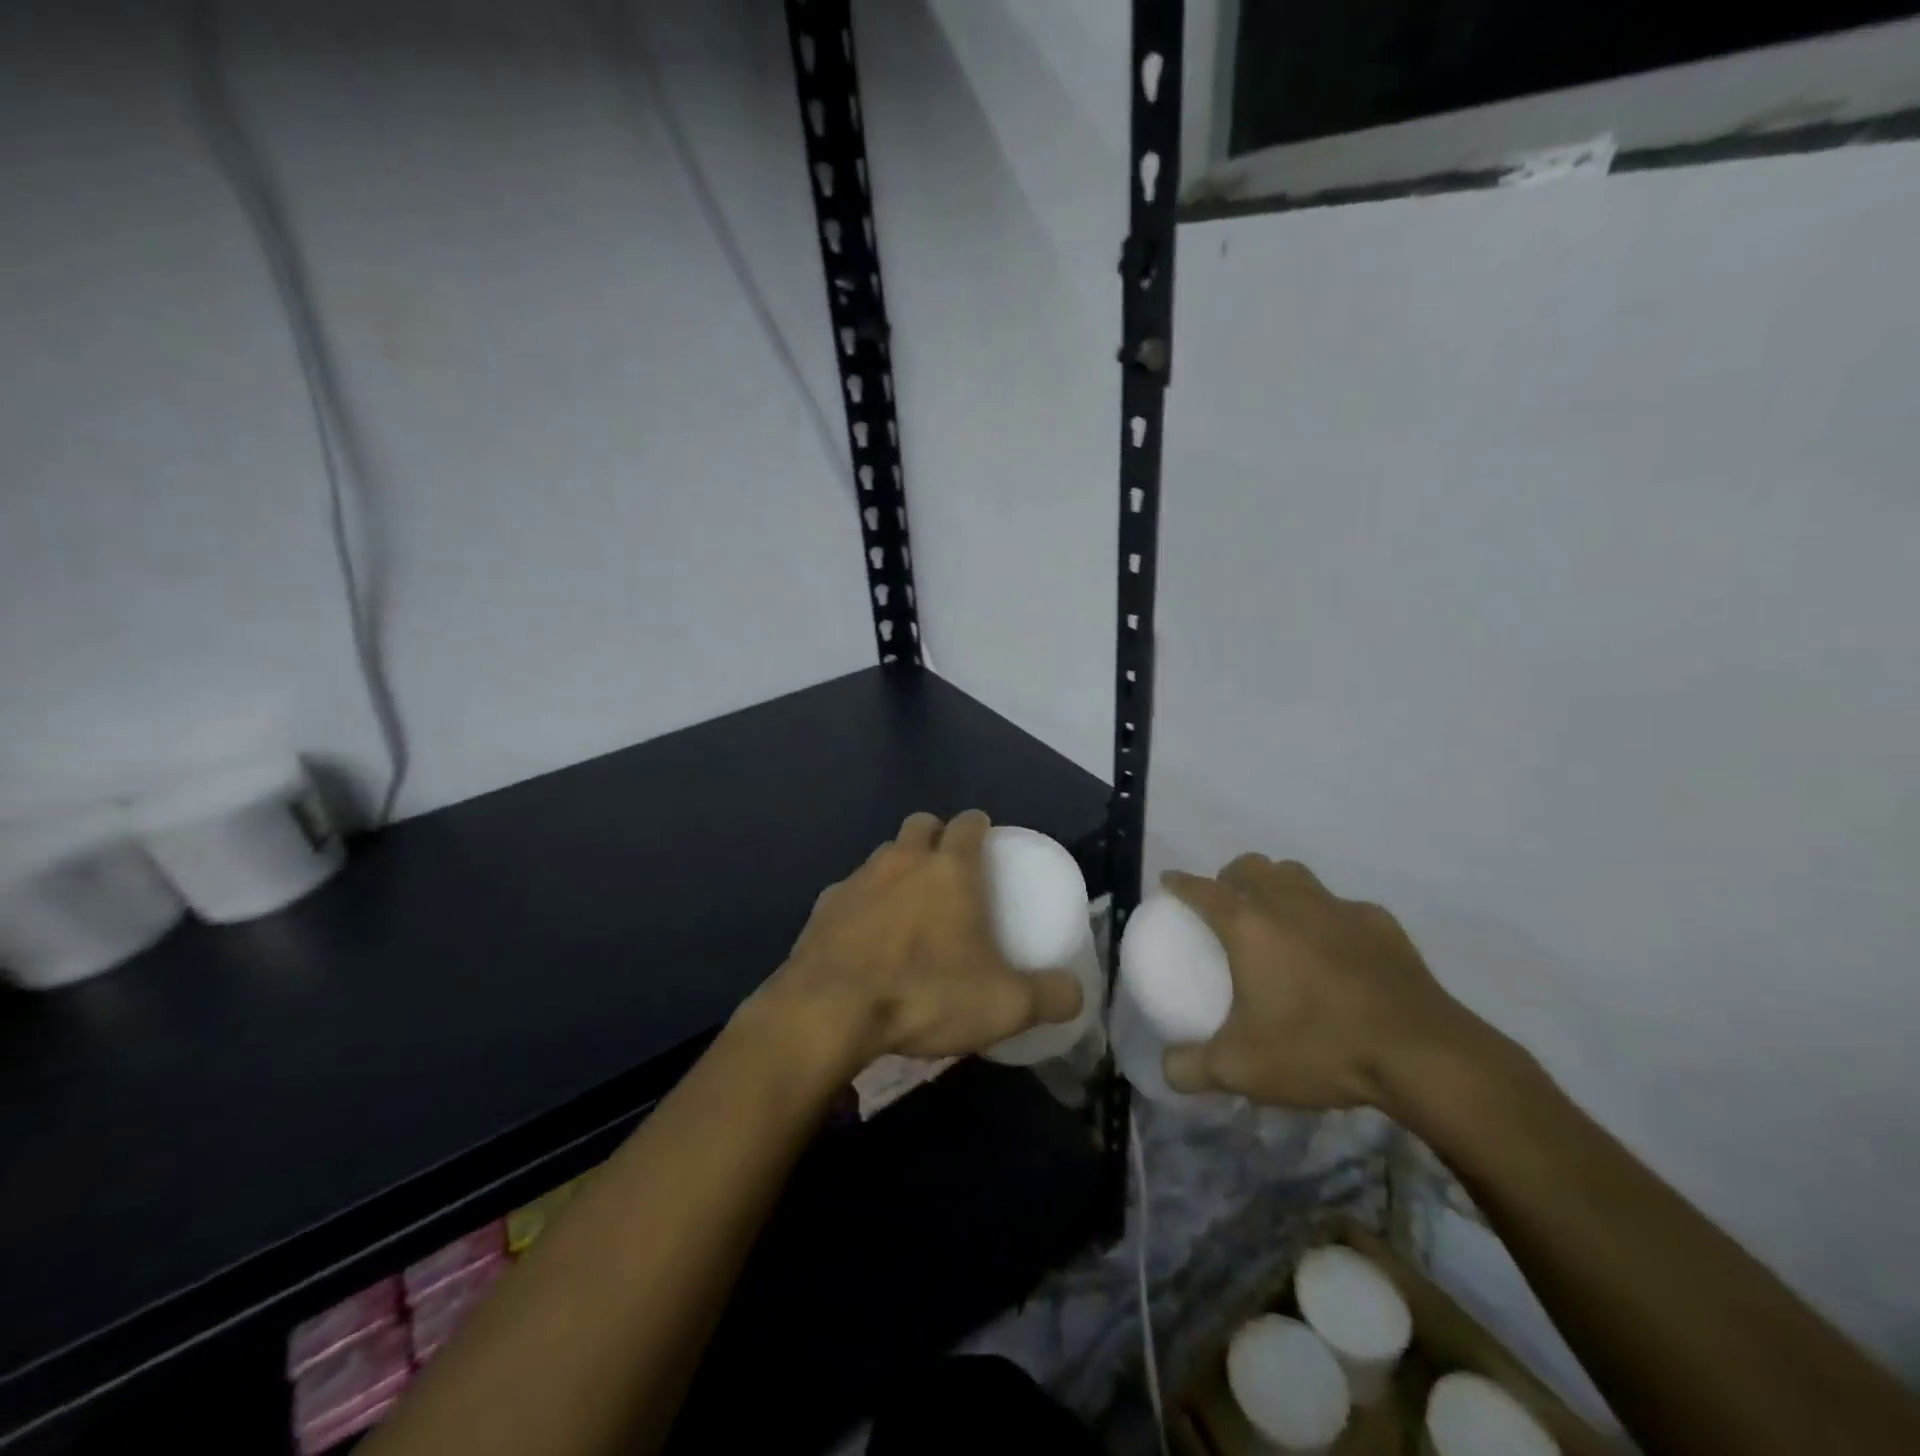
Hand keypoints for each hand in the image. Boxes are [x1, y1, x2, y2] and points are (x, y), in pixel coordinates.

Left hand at [744, 810, 1083, 1072]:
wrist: (828, 1012)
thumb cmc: (924, 993)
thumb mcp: (1003, 1005)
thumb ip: (1048, 996)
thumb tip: (1076, 995)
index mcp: (950, 868)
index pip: (969, 822)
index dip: (980, 826)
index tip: (987, 842)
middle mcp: (902, 860)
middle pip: (921, 825)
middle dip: (936, 836)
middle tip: (949, 872)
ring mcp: (857, 879)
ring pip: (884, 855)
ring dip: (899, 869)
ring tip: (909, 909)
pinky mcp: (823, 906)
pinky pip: (851, 891)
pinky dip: (864, 904)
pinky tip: (867, 939)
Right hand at [1159, 855, 1504, 1112]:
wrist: (1421, 1055)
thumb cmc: (1318, 1047)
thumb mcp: (1241, 1069)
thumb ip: (1192, 1067)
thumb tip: (1166, 1068)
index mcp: (1248, 923)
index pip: (1200, 888)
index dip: (1179, 884)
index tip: (1168, 885)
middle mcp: (1288, 901)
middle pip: (1249, 866)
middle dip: (1229, 878)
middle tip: (1227, 910)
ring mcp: (1338, 907)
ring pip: (1295, 875)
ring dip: (1277, 887)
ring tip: (1277, 922)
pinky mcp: (1381, 922)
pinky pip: (1342, 907)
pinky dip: (1328, 918)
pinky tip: (1336, 952)